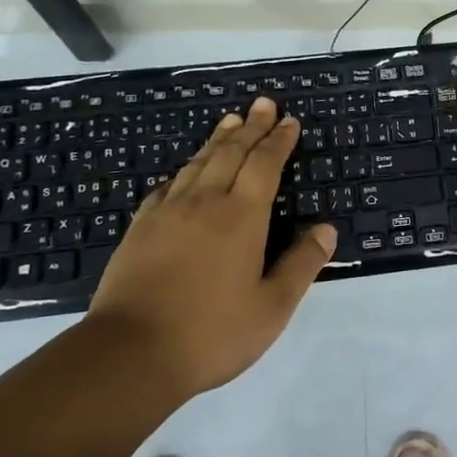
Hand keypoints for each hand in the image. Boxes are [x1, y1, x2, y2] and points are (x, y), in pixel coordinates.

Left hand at [86, 96, 333, 398]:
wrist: (128, 354)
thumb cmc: (211, 333)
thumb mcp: (271, 308)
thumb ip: (301, 265)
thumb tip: (327, 229)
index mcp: (242, 216)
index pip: (265, 164)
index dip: (279, 140)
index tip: (289, 120)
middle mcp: (206, 202)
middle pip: (231, 152)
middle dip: (251, 126)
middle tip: (263, 103)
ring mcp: (168, 212)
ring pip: (198, 163)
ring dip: (218, 139)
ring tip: (230, 121)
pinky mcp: (140, 228)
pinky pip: (168, 186)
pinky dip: (184, 171)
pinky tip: (184, 172)